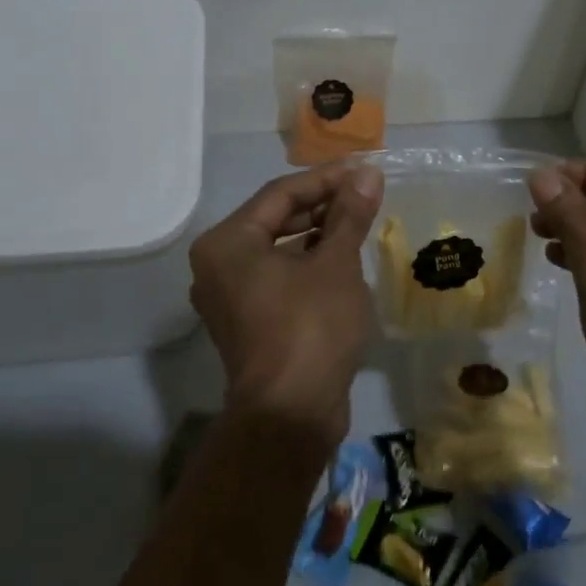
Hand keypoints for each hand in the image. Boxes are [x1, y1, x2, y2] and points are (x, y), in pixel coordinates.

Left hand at [188, 163, 384, 449]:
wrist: (291, 414)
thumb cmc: (310, 327)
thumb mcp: (336, 264)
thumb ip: (349, 215)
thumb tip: (368, 174)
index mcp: (227, 243)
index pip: (280, 193)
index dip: (326, 179)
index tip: (364, 171)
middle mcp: (218, 265)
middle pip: (275, 219)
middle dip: (322, 205)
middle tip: (365, 194)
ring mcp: (230, 297)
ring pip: (278, 249)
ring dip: (317, 234)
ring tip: (359, 222)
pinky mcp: (248, 322)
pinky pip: (278, 277)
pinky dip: (307, 263)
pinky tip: (342, 258)